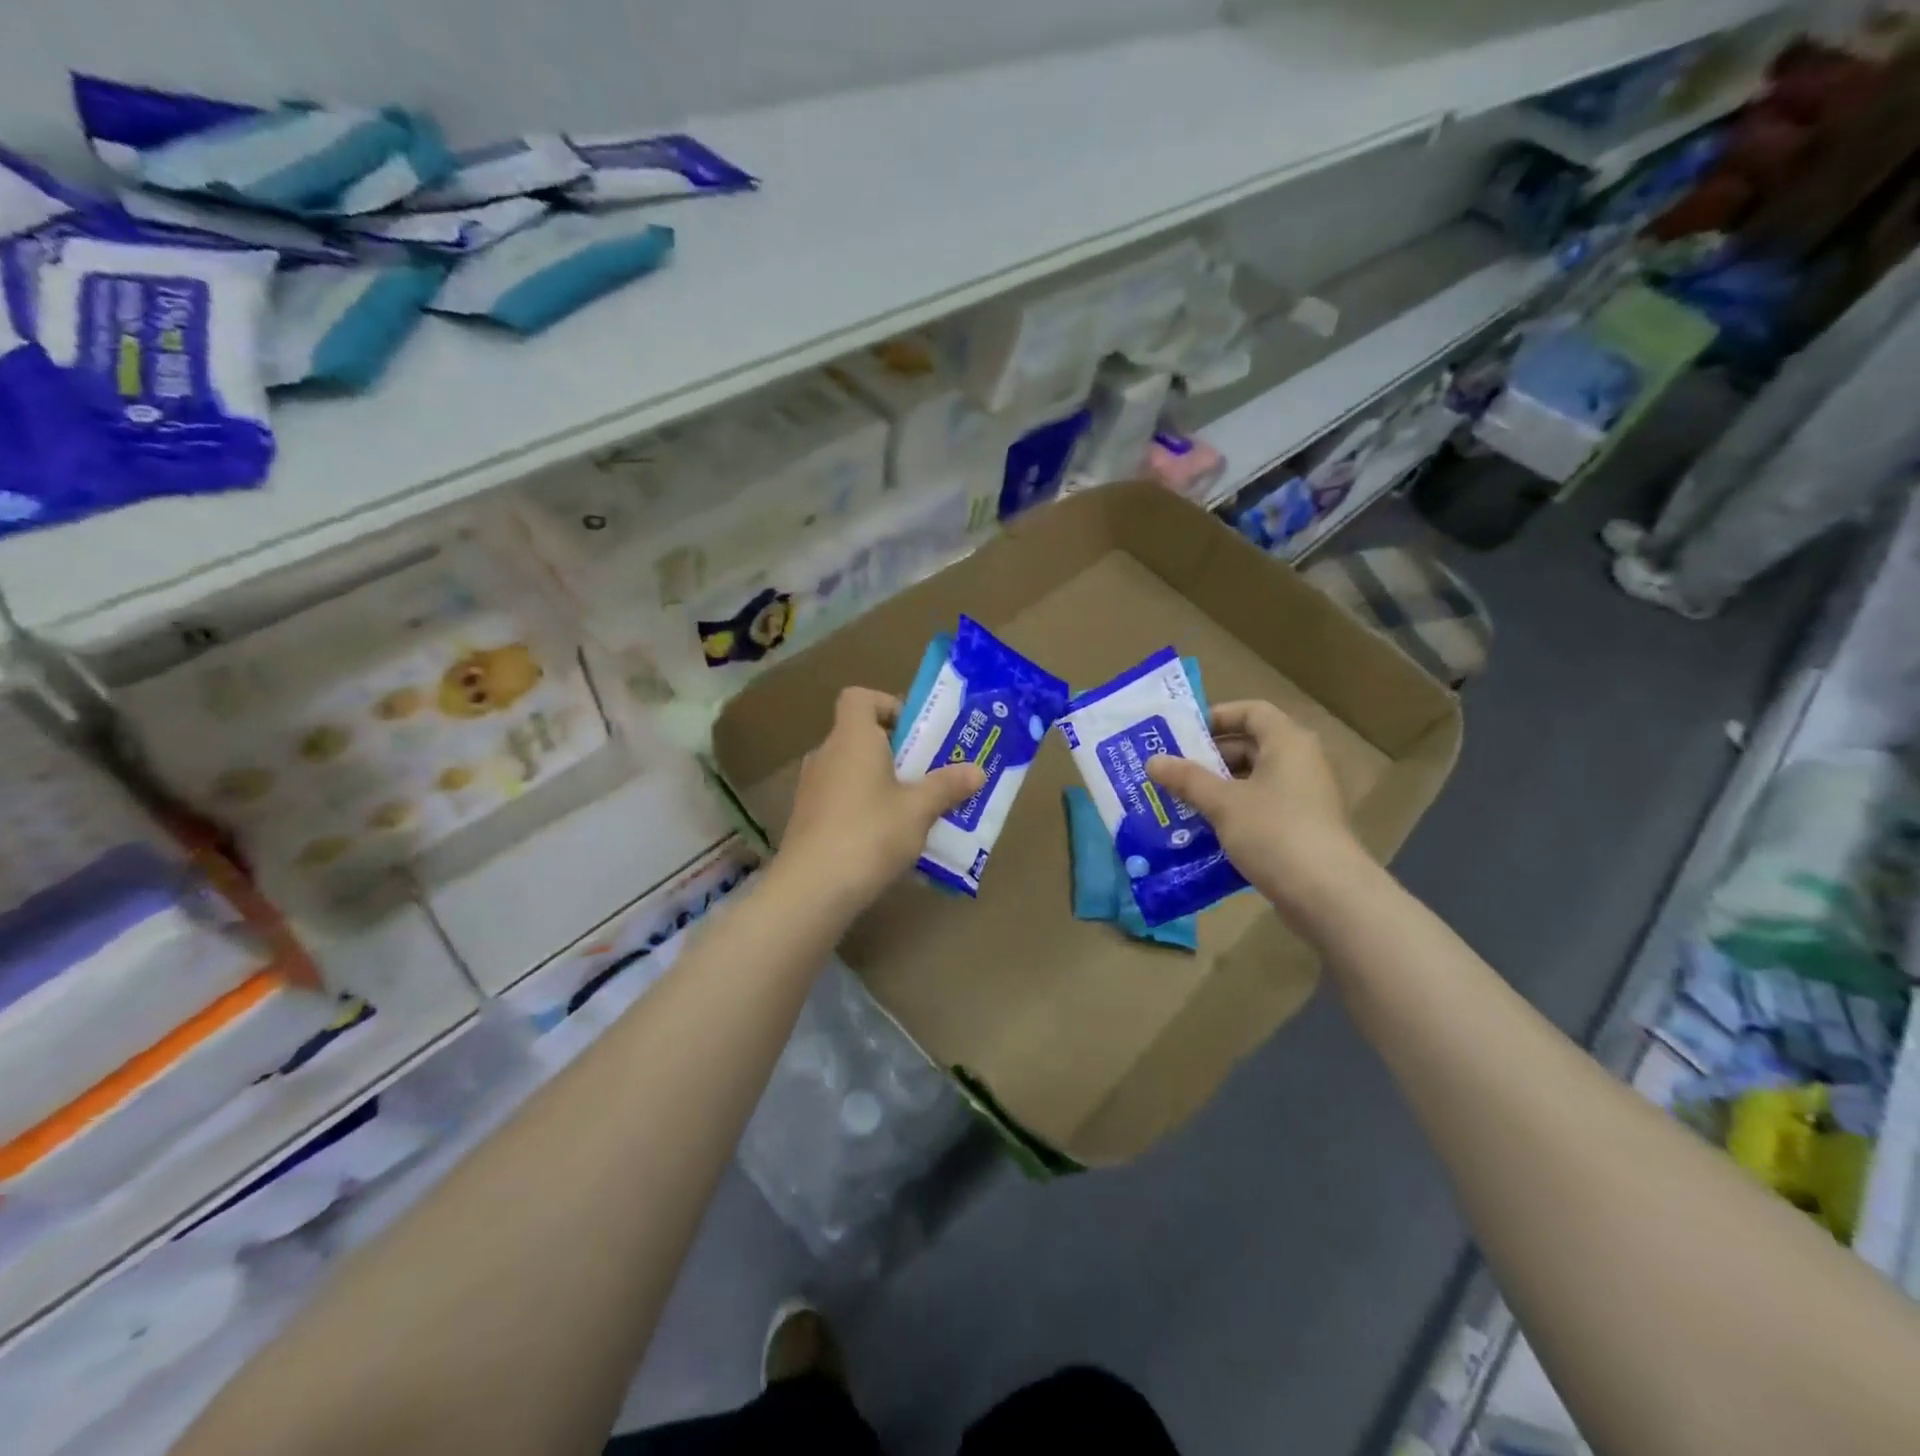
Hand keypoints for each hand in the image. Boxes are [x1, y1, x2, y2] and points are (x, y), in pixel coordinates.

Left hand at [775, 687, 985, 912]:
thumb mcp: (919, 810)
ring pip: (852, 770)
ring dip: (881, 782)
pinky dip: (863, 807)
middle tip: (928, 774)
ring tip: (913, 810)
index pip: (859, 697)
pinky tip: (886, 839)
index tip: (915, 732)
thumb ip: (947, 786)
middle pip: (860, 735)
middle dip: (896, 751)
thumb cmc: (870, 833)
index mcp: (852, 738)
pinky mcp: (806, 819)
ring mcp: (812, 788)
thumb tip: (977, 771)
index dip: (887, 705)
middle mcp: (827, 754)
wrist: (813, 888)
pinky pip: (841, 799)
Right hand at [1145, 700, 1362, 910]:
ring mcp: (1302, 799)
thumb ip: (1187, 779)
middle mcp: (1300, 763)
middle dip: (1208, 759)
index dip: (1217, 716)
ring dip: (1215, 789)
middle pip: (1249, 747)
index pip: (1252, 712)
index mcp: (1288, 743)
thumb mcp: (1223, 803)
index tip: (1182, 735)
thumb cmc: (1274, 832)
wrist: (1328, 895)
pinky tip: (1200, 832)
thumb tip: (1153, 761)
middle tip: (1170, 772)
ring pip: (1251, 782)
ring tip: (1177, 802)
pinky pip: (1259, 811)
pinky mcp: (1299, 830)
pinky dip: (1231, 815)